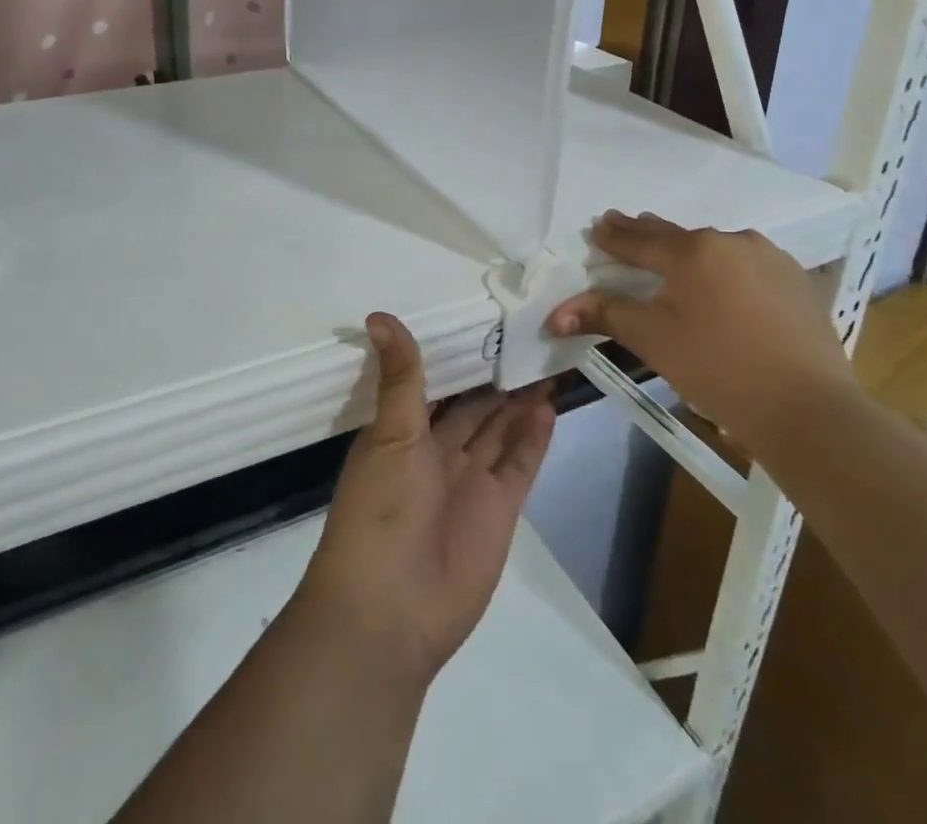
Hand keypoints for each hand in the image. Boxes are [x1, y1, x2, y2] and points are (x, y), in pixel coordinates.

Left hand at [297, 312, 555, 682]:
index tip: (479, 320)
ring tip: (544, 361)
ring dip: (519, 401)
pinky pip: (520, 463)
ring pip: (500, 429)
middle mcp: (438, 453)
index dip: (456, 358)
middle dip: (494, 377)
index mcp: (402, 433)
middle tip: (525, 335)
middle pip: (473, 406)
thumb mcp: (389, 435)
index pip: (434, 385)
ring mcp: (471, 481)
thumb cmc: (379, 511)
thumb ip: (399, 377)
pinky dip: (534, 437)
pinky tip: (548, 405)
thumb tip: (380, 315)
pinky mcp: (500, 509)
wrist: (390, 611)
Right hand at [547, 211, 854, 451]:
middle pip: (677, 236)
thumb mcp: (652, 340)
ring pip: (715, 248)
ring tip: (671, 255)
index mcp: (693, 251)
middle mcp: (732, 240)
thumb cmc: (718, 369)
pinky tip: (721, 283)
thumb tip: (554, 316)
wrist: (809, 409)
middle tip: (624, 225)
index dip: (614, 236)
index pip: (640, 240)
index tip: (597, 225)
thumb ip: (604, 315)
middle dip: (647, 234)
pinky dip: (724, 268)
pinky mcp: (797, 280)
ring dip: (689, 251)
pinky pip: (747, 264)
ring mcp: (770, 258)